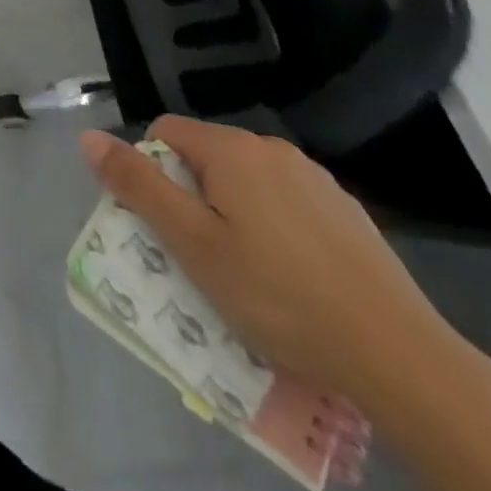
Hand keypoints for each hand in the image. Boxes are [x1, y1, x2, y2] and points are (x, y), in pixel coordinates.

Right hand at [80, 116, 452, 405]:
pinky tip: (294, 279)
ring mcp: (316, 179)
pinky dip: (275, 228)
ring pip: (247, 182)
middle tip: (202, 256)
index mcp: (230, 149)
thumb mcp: (192, 244)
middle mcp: (271, 149)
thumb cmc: (278, 295)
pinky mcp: (348, 212)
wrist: (401, 356)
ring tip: (249, 274)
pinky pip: (288, 204)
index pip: (164, 133)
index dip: (152, 173)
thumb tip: (89, 137)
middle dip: (192, 196)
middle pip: (205, 157)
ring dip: (233, 212)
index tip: (166, 225)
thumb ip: (138, 185)